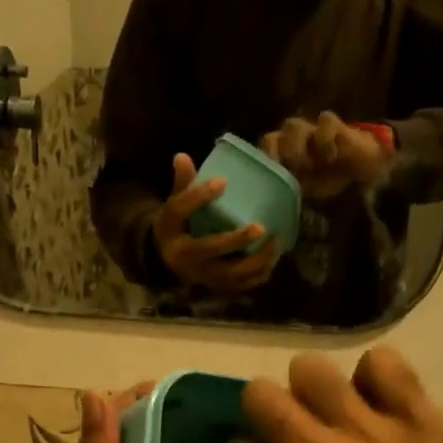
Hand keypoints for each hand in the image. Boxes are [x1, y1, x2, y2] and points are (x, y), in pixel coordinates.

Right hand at [153, 153, 279, 292]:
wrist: (168, 262)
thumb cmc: (177, 227)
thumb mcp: (174, 206)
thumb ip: (183, 184)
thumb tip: (183, 156)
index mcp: (170, 231)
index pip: (179, 211)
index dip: (199, 196)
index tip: (223, 181)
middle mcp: (184, 257)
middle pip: (210, 249)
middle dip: (236, 240)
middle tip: (260, 227)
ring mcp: (202, 275)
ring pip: (231, 272)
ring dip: (255, 260)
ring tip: (274, 241)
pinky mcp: (217, 286)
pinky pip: (241, 284)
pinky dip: (259, 274)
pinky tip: (272, 259)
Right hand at [201, 350, 442, 442]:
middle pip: (257, 396)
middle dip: (259, 412)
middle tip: (281, 430)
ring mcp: (366, 429)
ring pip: (309, 369)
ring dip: (312, 388)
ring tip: (330, 408)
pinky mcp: (415, 414)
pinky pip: (382, 364)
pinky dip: (378, 377)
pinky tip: (383, 398)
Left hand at [262, 111, 387, 202]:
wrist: (358, 168)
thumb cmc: (326, 179)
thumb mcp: (306, 190)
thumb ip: (289, 189)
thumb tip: (274, 198)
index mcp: (280, 153)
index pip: (262, 152)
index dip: (264, 162)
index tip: (271, 180)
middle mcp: (290, 139)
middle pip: (272, 137)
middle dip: (277, 157)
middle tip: (290, 175)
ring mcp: (310, 130)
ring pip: (293, 126)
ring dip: (296, 147)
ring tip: (308, 168)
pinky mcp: (333, 125)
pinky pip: (325, 121)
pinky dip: (325, 139)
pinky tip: (330, 157)